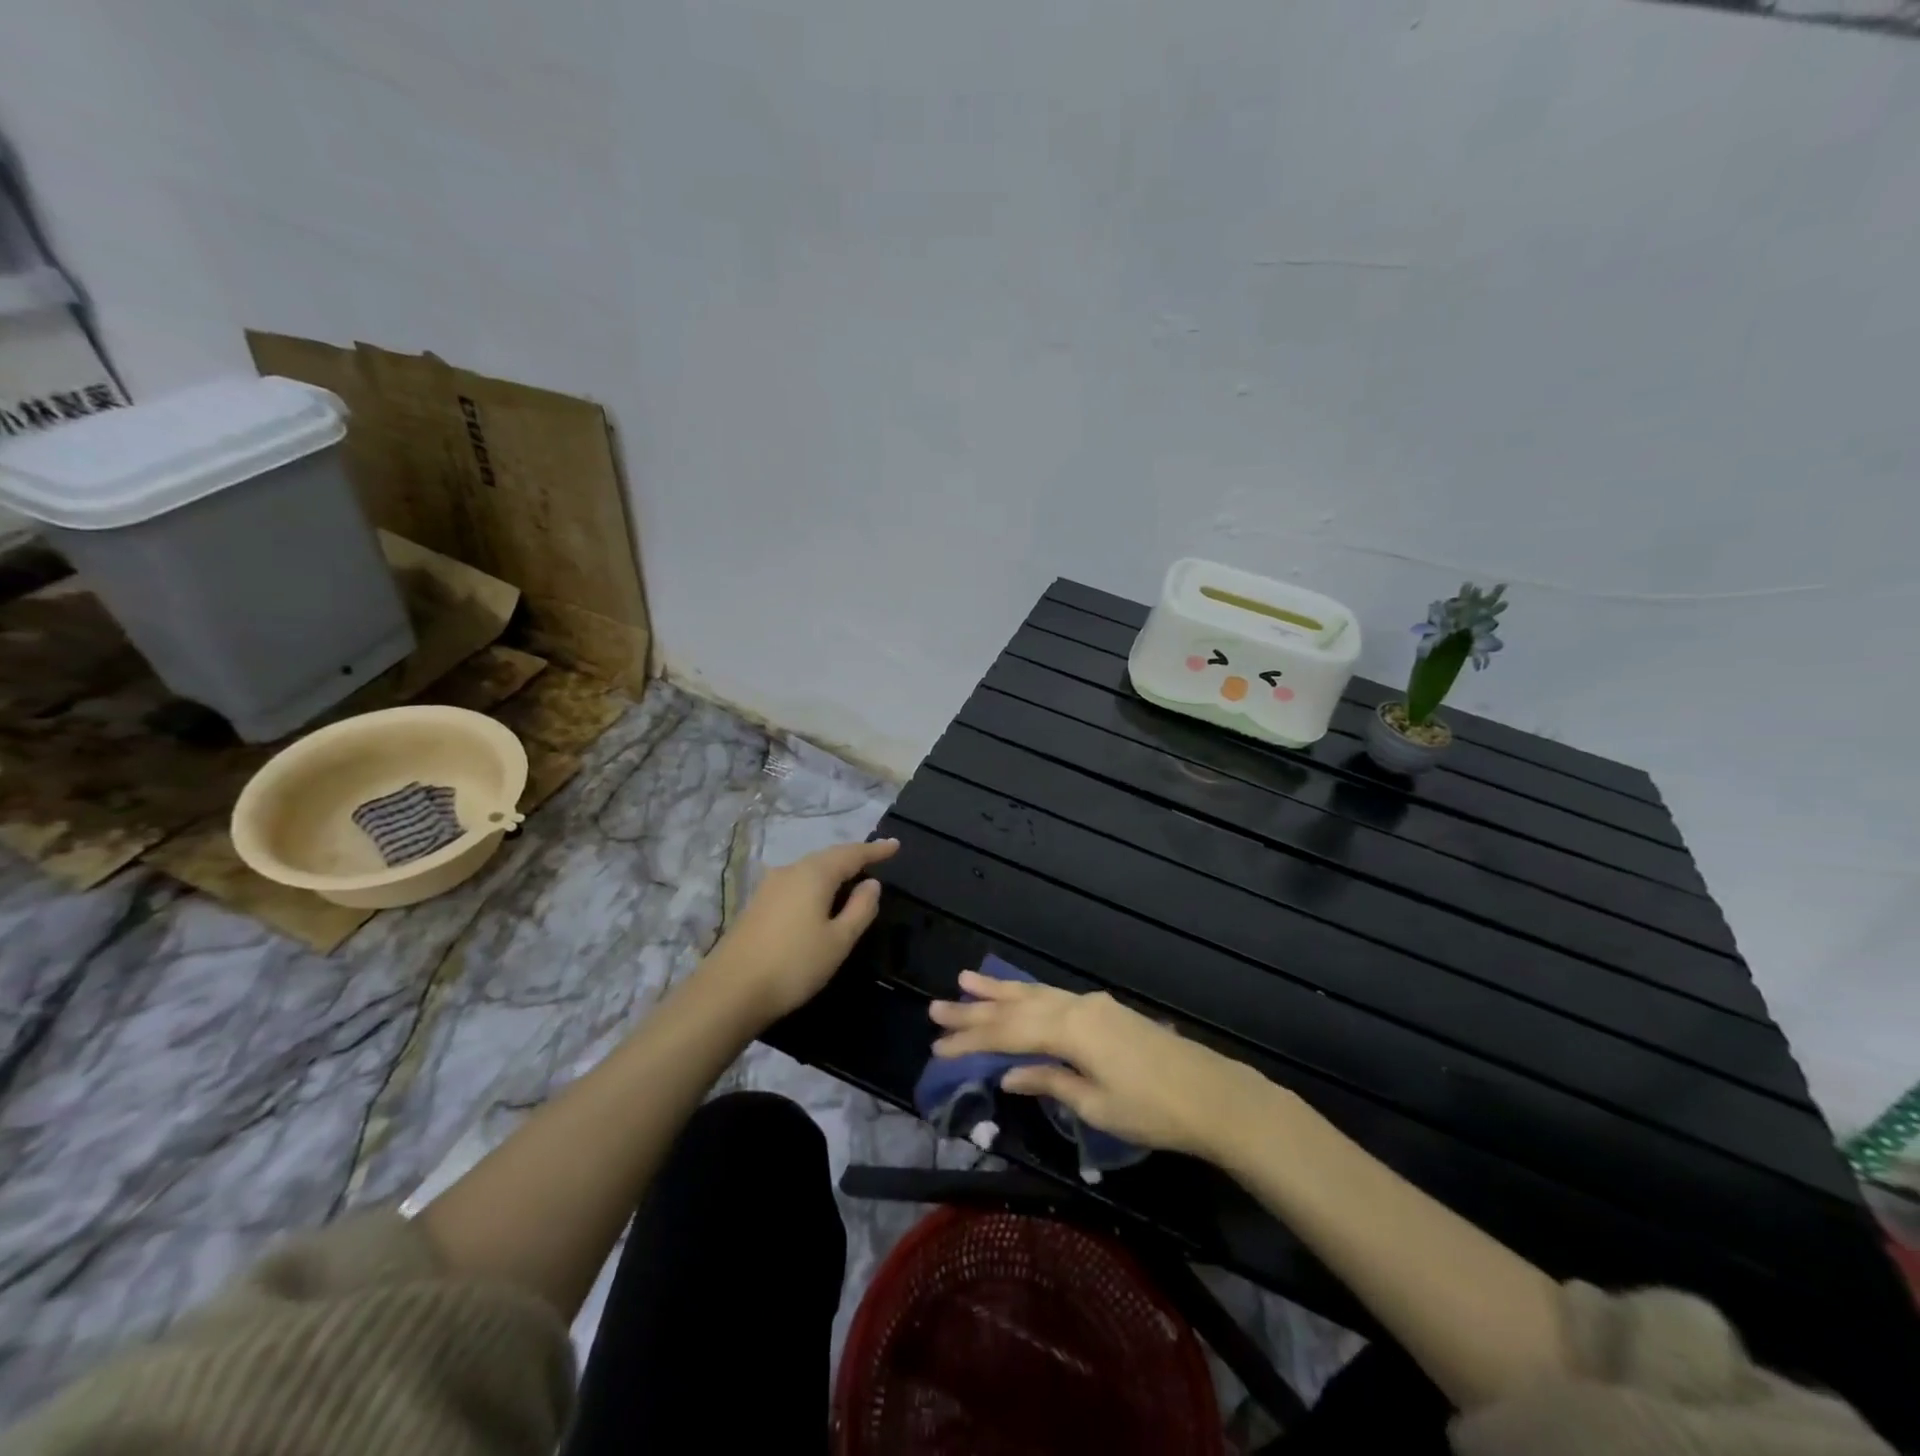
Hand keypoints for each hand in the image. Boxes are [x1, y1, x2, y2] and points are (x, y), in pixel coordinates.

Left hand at [706, 838, 898, 1021]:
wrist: (730, 991)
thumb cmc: (794, 964)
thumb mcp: (839, 941)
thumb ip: (860, 909)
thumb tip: (872, 884)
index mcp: (814, 874)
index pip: (852, 854)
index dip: (875, 850)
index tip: (895, 845)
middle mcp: (790, 871)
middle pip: (828, 857)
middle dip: (853, 857)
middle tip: (876, 860)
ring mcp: (769, 886)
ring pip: (809, 869)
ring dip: (833, 871)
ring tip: (852, 879)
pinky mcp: (757, 904)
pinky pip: (796, 882)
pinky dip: (815, 884)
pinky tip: (820, 899)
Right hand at [928, 971, 1261, 1158]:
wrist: (1212, 1096)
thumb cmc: (1152, 1110)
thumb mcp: (1096, 1105)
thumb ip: (1049, 1082)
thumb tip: (1008, 1074)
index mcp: (1070, 1030)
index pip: (1008, 1033)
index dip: (971, 1039)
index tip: (937, 1045)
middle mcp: (1077, 1007)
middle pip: (1016, 1007)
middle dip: (975, 1009)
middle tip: (936, 1008)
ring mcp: (1093, 1004)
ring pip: (1036, 994)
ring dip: (1000, 991)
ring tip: (966, 980)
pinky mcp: (1106, 1011)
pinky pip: (1055, 997)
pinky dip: (1029, 995)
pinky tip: (1018, 994)